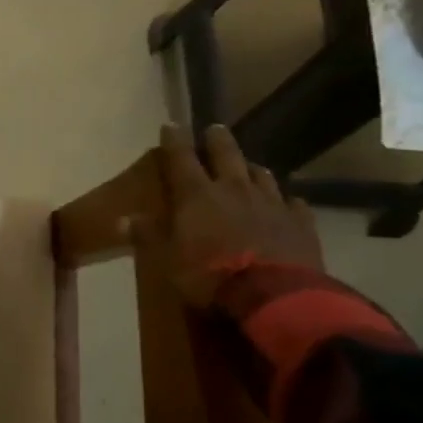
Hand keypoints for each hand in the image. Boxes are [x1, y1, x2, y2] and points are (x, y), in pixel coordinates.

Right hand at [147, 123, 321, 306]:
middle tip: (214, 130)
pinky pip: (293, 203)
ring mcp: (271, 203)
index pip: (181, 158)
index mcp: (197, 195)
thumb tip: (122, 218)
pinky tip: (285, 204)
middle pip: (226, 154)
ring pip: (261, 174)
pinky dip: (285, 201)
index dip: (174, 140)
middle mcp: (234, 189)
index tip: (171, 125)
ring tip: (248, 166)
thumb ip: (148, 235)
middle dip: (217, 140)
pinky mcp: (301, 222)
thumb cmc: (209, 276)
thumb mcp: (167, 260)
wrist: (273, 297)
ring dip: (251, 168)